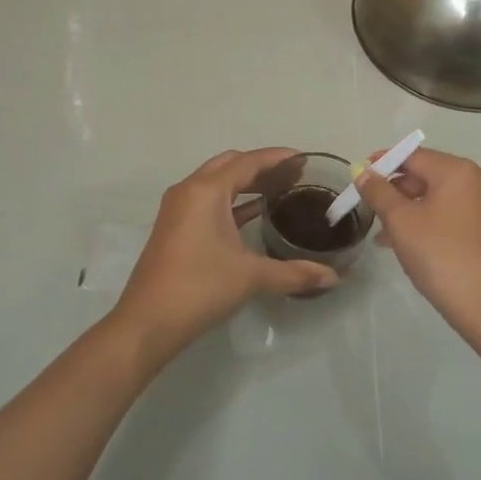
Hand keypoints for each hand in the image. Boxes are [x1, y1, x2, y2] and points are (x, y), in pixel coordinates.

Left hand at [114, 148, 338, 354]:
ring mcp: (178, 209)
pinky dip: (231, 201)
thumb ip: (294, 273)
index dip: (277, 158)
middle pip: (230, 165)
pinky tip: (254, 213)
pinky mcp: (174, 227)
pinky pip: (207, 200)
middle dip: (261, 166)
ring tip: (279, 191)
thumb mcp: (251, 277)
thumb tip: (333, 277)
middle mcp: (189, 190)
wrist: (147, 322)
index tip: (304, 159)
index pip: (248, 162)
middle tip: (293, 176)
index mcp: (206, 191)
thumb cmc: (200, 288)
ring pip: (216, 182)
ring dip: (245, 182)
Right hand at [353, 148, 480, 338]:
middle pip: (426, 175)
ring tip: (383, 235)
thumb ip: (379, 193)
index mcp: (458, 171)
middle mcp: (478, 182)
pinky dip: (427, 224)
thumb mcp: (401, 222)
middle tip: (369, 210)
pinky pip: (450, 217)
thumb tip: (364, 173)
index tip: (358, 177)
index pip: (412, 155)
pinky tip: (408, 247)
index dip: (382, 163)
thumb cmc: (442, 256)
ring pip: (437, 199)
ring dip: (408, 211)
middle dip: (395, 191)